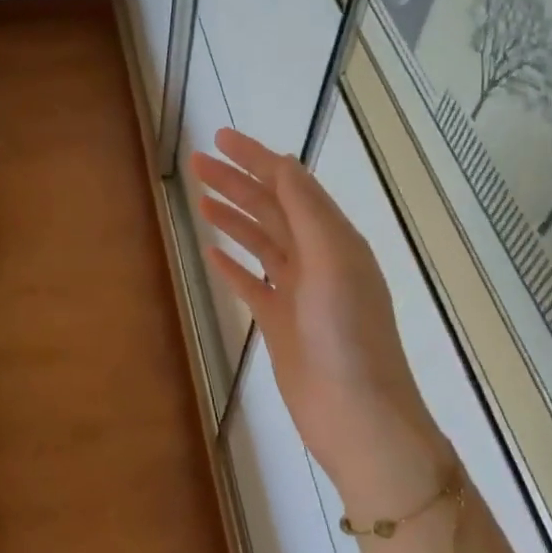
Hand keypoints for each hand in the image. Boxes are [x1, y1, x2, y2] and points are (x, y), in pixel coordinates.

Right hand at [192, 127, 454, 519]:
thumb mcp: (332, 260)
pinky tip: (212, 253)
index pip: (291, 186)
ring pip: (260, 243)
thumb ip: (307, 211)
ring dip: (232, 217)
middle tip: (196, 164)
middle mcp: (318, 259)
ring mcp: (298, 292)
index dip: (256, 159)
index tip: (219, 139)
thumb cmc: (347, 334)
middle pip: (271, 210)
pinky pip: (252, 284)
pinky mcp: (281, 323)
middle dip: (236, 183)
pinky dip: (233, 266)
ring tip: (199, 198)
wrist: (355, 413)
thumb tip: (283, 163)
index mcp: (335, 239)